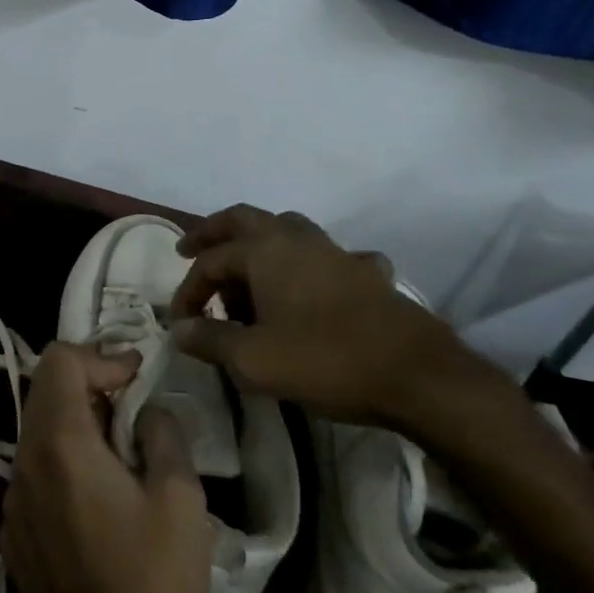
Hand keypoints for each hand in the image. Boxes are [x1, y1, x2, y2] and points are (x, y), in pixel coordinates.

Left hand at [2, 343, 211, 592]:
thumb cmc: (152, 587)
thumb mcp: (180, 501)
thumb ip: (163, 434)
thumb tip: (146, 410)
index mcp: (59, 444)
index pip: (59, 360)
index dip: (100, 357)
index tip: (137, 378)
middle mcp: (24, 461)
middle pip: (45, 389)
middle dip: (89, 384)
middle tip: (132, 406)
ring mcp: (13, 498)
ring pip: (38, 428)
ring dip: (77, 421)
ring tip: (120, 449)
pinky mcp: (14, 530)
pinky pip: (35, 468)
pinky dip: (64, 457)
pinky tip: (98, 493)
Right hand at [171, 204, 491, 430]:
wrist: (416, 373)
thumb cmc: (325, 360)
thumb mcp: (254, 360)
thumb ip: (210, 341)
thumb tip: (177, 330)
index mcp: (262, 251)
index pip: (210, 262)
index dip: (188, 292)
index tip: (180, 325)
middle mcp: (293, 238)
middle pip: (242, 219)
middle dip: (212, 232)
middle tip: (190, 249)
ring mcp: (332, 250)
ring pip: (284, 228)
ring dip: (257, 243)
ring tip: (246, 271)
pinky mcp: (363, 271)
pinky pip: (327, 255)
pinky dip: (310, 264)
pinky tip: (315, 284)